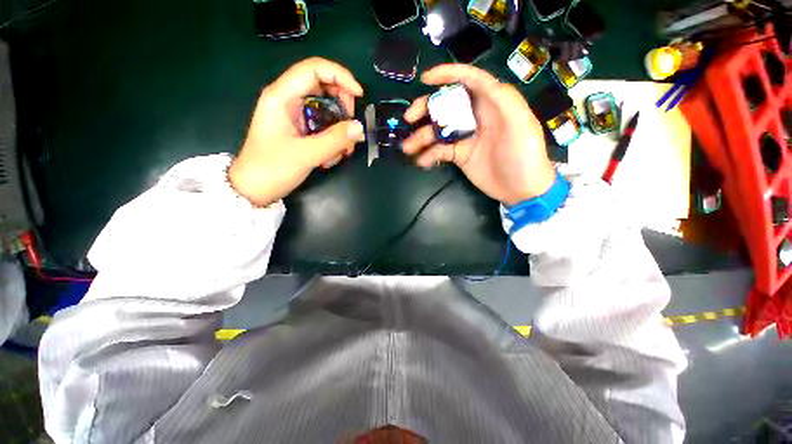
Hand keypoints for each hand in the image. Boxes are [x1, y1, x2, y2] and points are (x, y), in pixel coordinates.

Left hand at [229, 57, 364, 205]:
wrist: (254, 189)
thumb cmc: (272, 168)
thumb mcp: (306, 155)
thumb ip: (335, 140)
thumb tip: (359, 128)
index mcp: (282, 96)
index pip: (314, 69)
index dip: (340, 76)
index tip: (359, 95)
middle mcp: (288, 99)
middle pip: (324, 86)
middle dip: (343, 105)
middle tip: (351, 128)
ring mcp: (295, 115)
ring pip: (327, 108)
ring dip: (341, 127)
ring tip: (344, 150)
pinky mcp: (300, 128)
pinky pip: (324, 125)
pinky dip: (334, 138)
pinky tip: (333, 156)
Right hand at [402, 64, 554, 205]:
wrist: (521, 189)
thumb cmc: (524, 154)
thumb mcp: (520, 122)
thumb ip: (501, 98)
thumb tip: (477, 82)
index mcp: (492, 102)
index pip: (468, 80)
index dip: (447, 75)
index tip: (425, 79)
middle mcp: (475, 116)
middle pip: (446, 104)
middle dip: (426, 108)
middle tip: (409, 118)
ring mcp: (465, 136)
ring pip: (438, 130)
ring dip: (421, 137)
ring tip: (408, 148)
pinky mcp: (459, 155)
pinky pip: (440, 150)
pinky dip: (429, 155)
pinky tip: (422, 161)